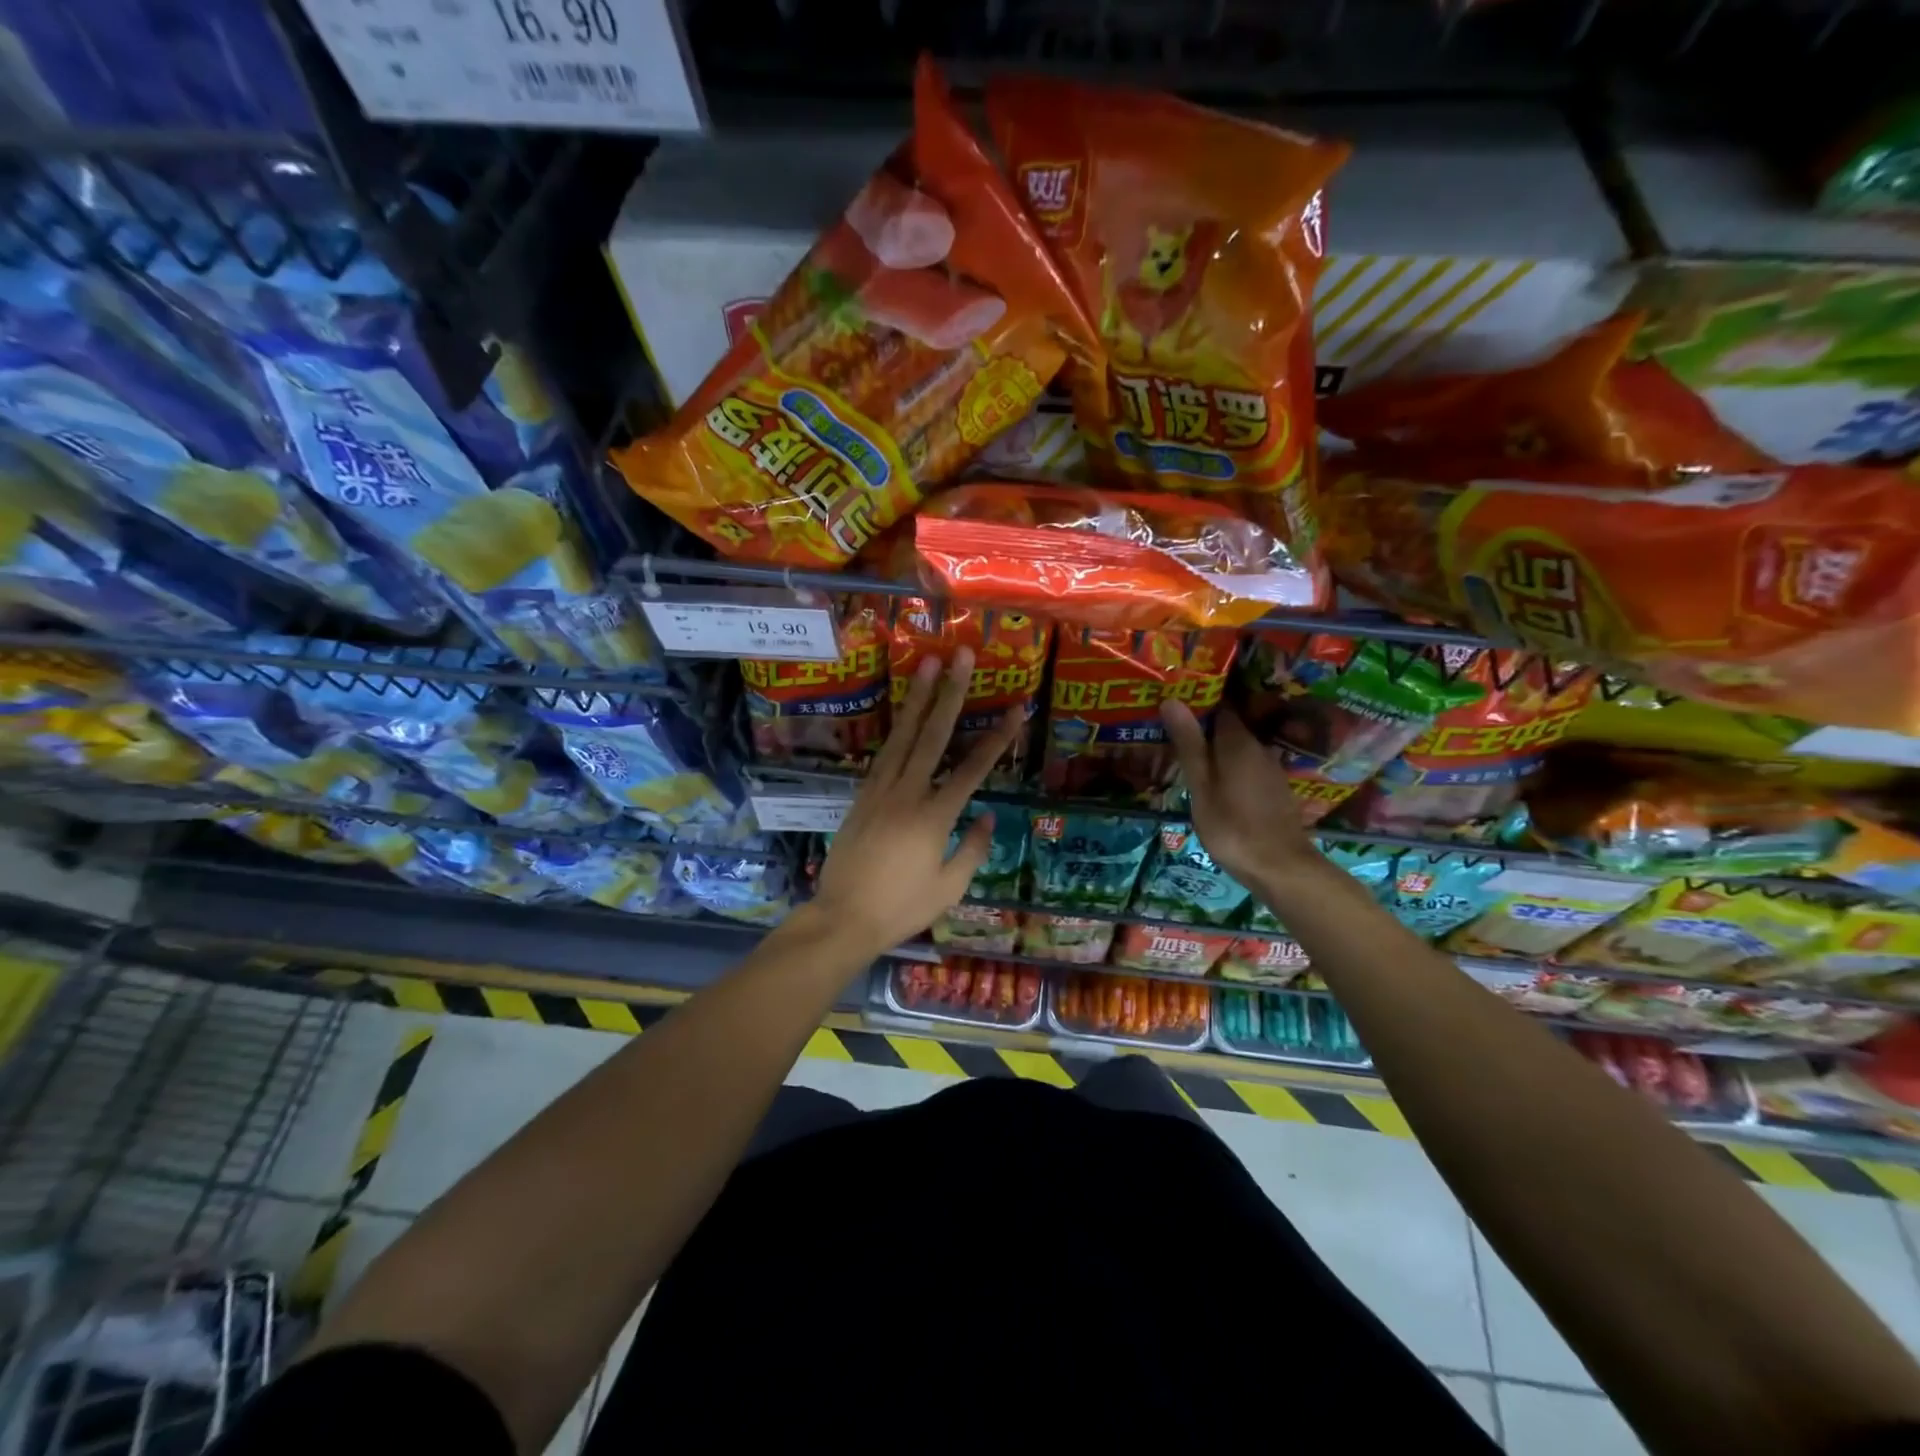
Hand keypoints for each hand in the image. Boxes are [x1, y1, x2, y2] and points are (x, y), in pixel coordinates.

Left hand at [807, 648, 1022, 959]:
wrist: (843, 917)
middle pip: (933, 736)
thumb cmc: (901, 908)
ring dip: (917, 698)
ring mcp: (880, 791)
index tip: (1015, 708)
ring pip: (903, 736)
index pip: (972, 769)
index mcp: (934, 817)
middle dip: (950, 693)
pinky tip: (905, 713)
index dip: (997, 737)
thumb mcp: (949, 888)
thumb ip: (972, 849)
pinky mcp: (862, 795)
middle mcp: (907, 794)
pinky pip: (884, 754)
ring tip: (928, 664)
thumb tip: (988, 816)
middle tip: (960, 656)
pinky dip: (897, 729)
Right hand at [1159, 698, 1318, 890]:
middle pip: (1228, 726)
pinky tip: (1213, 778)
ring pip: (1237, 747)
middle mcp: (1258, 747)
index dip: (1197, 701)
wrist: (1280, 867)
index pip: (1219, 705)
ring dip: (1215, 746)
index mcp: (1238, 742)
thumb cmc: (1232, 826)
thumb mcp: (1201, 786)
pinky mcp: (1273, 788)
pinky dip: (1228, 764)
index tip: (1173, 700)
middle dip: (1203, 724)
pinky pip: (1246, 764)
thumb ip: (1188, 744)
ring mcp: (1269, 769)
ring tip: (1186, 751)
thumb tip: (1172, 699)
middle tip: (1171, 727)